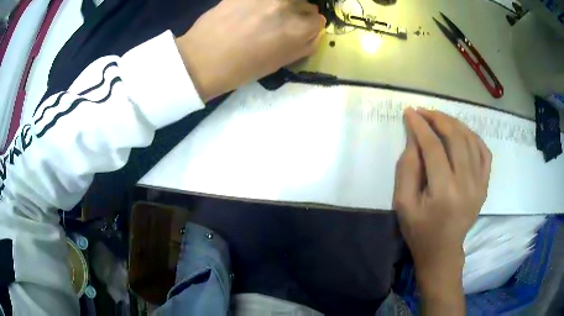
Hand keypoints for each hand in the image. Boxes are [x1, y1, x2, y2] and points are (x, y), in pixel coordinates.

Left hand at [175, 0, 325, 101]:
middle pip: (307, 5)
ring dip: (283, 5)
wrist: (202, 59)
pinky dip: (263, 2)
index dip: (308, 28)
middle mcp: (287, 6)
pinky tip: (251, 9)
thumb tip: (312, 33)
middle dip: (298, 14)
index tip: (296, 32)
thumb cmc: (242, 68)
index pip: (318, 21)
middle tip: (279, 24)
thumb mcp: (280, 63)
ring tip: (265, 14)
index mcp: (298, 29)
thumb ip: (303, 46)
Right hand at [393, 108, 491, 313]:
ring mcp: (480, 183)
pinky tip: (462, 133)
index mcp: (443, 192)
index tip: (410, 112)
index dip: (420, 126)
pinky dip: (473, 137)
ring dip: (454, 123)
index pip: (433, 147)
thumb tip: (414, 138)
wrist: (443, 251)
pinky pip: (484, 152)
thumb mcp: (403, 204)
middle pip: (455, 137)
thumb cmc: (419, 230)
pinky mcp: (485, 185)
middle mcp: (466, 184)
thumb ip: (406, 169)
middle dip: (438, 118)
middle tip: (424, 112)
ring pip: (470, 140)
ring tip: (439, 118)